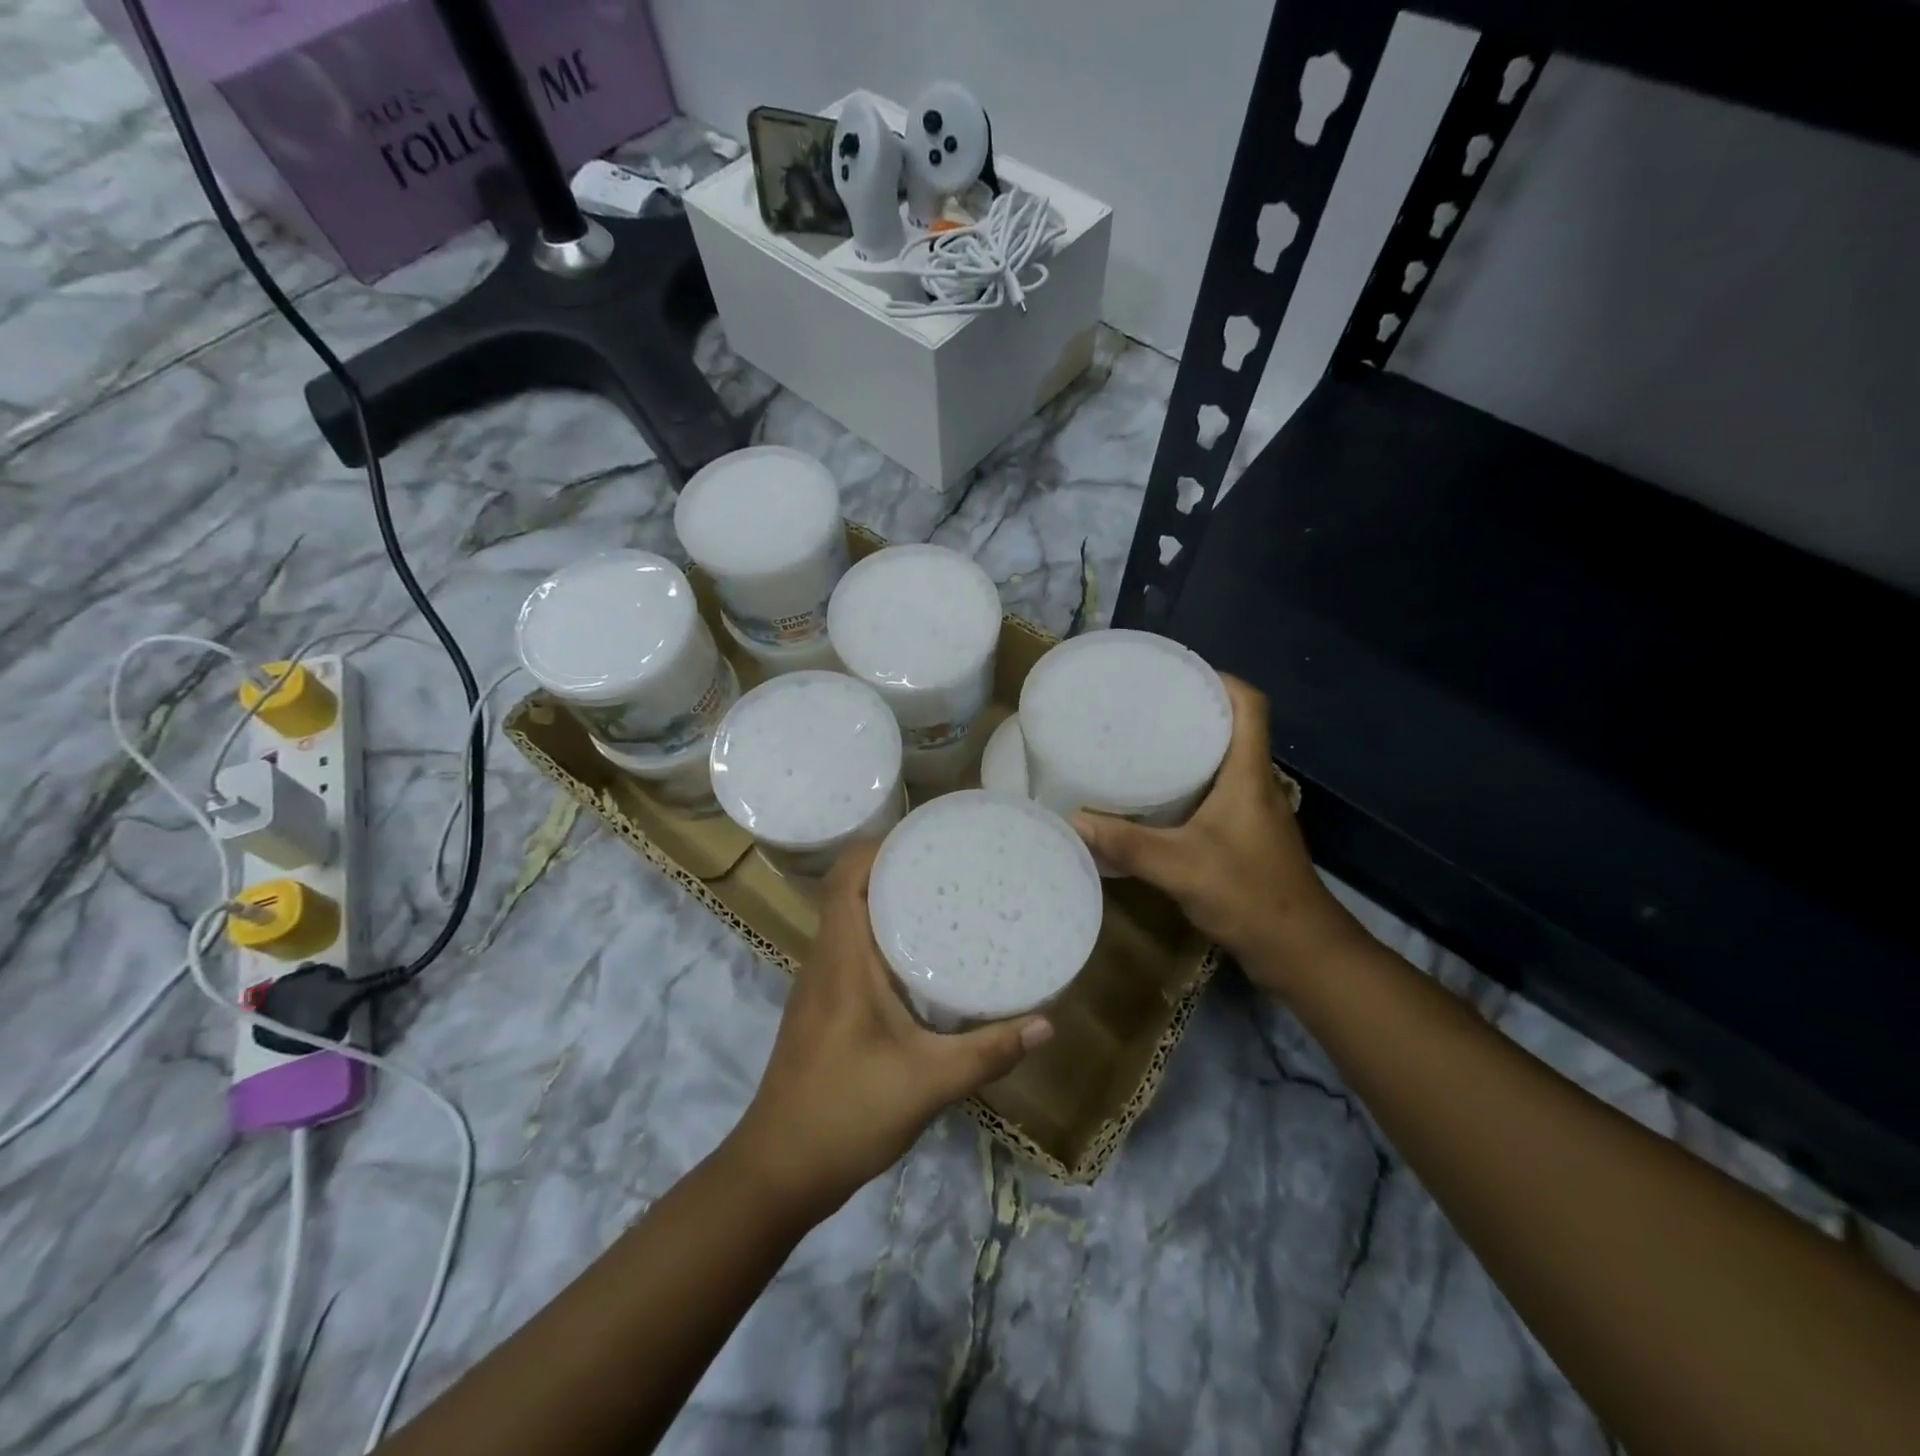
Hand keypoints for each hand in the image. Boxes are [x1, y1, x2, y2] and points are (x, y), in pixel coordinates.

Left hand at [730, 841, 1053, 1220]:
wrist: (777, 1173)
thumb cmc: (845, 1115)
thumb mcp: (927, 1083)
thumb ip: (988, 1052)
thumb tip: (1047, 1023)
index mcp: (842, 961)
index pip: (847, 878)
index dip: (879, 846)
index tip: (927, 835)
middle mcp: (825, 960)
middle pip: (850, 890)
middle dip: (894, 866)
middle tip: (951, 862)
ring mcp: (820, 985)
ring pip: (849, 920)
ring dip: (887, 900)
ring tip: (943, 895)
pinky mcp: (823, 1007)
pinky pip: (851, 949)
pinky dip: (881, 935)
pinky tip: (921, 955)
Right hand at [1071, 676, 1359, 994]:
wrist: (1299, 952)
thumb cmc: (1251, 896)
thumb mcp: (1182, 868)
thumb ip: (1127, 845)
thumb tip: (1071, 820)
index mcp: (1249, 775)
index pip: (1250, 706)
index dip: (1220, 680)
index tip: (1176, 674)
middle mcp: (1254, 784)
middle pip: (1231, 729)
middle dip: (1191, 711)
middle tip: (1141, 707)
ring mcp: (1251, 813)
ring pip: (1221, 763)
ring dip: (1188, 749)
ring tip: (1138, 743)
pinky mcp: (1243, 838)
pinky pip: (1213, 794)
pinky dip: (1186, 786)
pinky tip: (1152, 799)